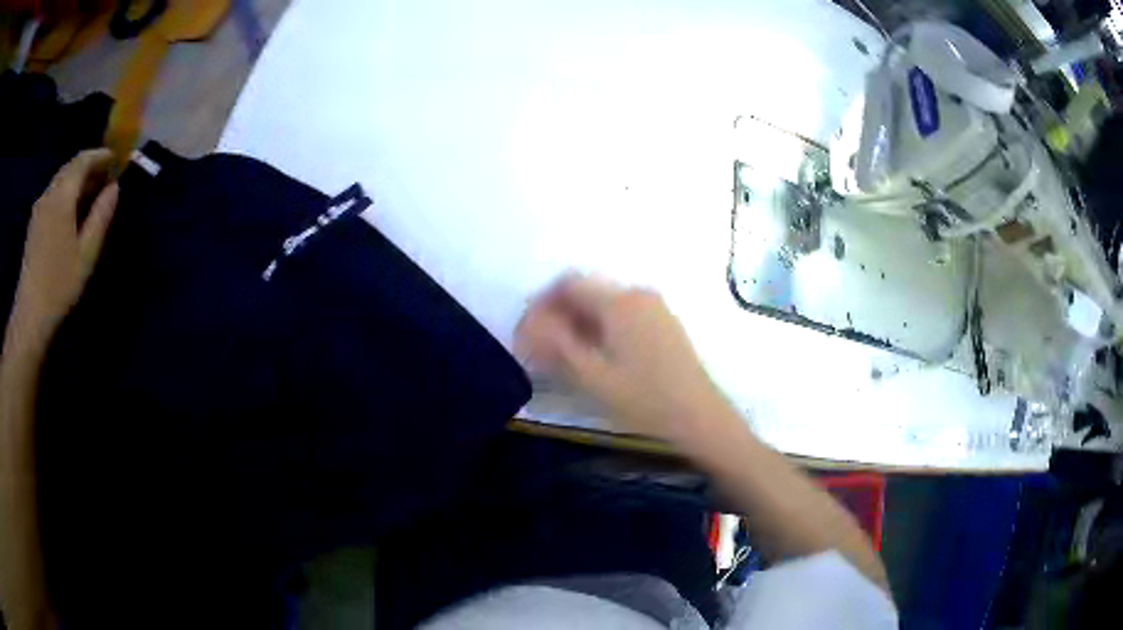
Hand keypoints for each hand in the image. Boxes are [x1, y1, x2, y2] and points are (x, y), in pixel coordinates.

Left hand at [6, 149, 118, 353]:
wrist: (29, 316)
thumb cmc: (59, 285)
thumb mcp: (86, 254)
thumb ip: (101, 216)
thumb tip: (114, 187)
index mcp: (62, 195)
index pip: (83, 160)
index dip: (101, 156)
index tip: (116, 160)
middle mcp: (49, 193)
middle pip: (70, 167)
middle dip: (89, 167)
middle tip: (104, 178)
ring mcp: (39, 208)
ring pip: (60, 180)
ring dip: (76, 180)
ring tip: (89, 195)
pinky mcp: (34, 223)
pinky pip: (52, 195)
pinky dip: (65, 193)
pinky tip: (70, 211)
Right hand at [516, 274, 726, 444]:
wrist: (701, 420)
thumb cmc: (645, 401)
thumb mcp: (592, 377)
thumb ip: (555, 344)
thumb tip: (529, 322)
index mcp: (619, 302)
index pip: (568, 284)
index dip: (542, 304)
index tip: (528, 333)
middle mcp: (638, 295)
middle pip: (587, 292)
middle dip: (559, 316)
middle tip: (542, 350)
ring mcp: (655, 309)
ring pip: (605, 306)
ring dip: (579, 324)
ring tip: (565, 359)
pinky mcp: (664, 325)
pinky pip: (623, 317)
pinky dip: (602, 330)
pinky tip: (597, 359)